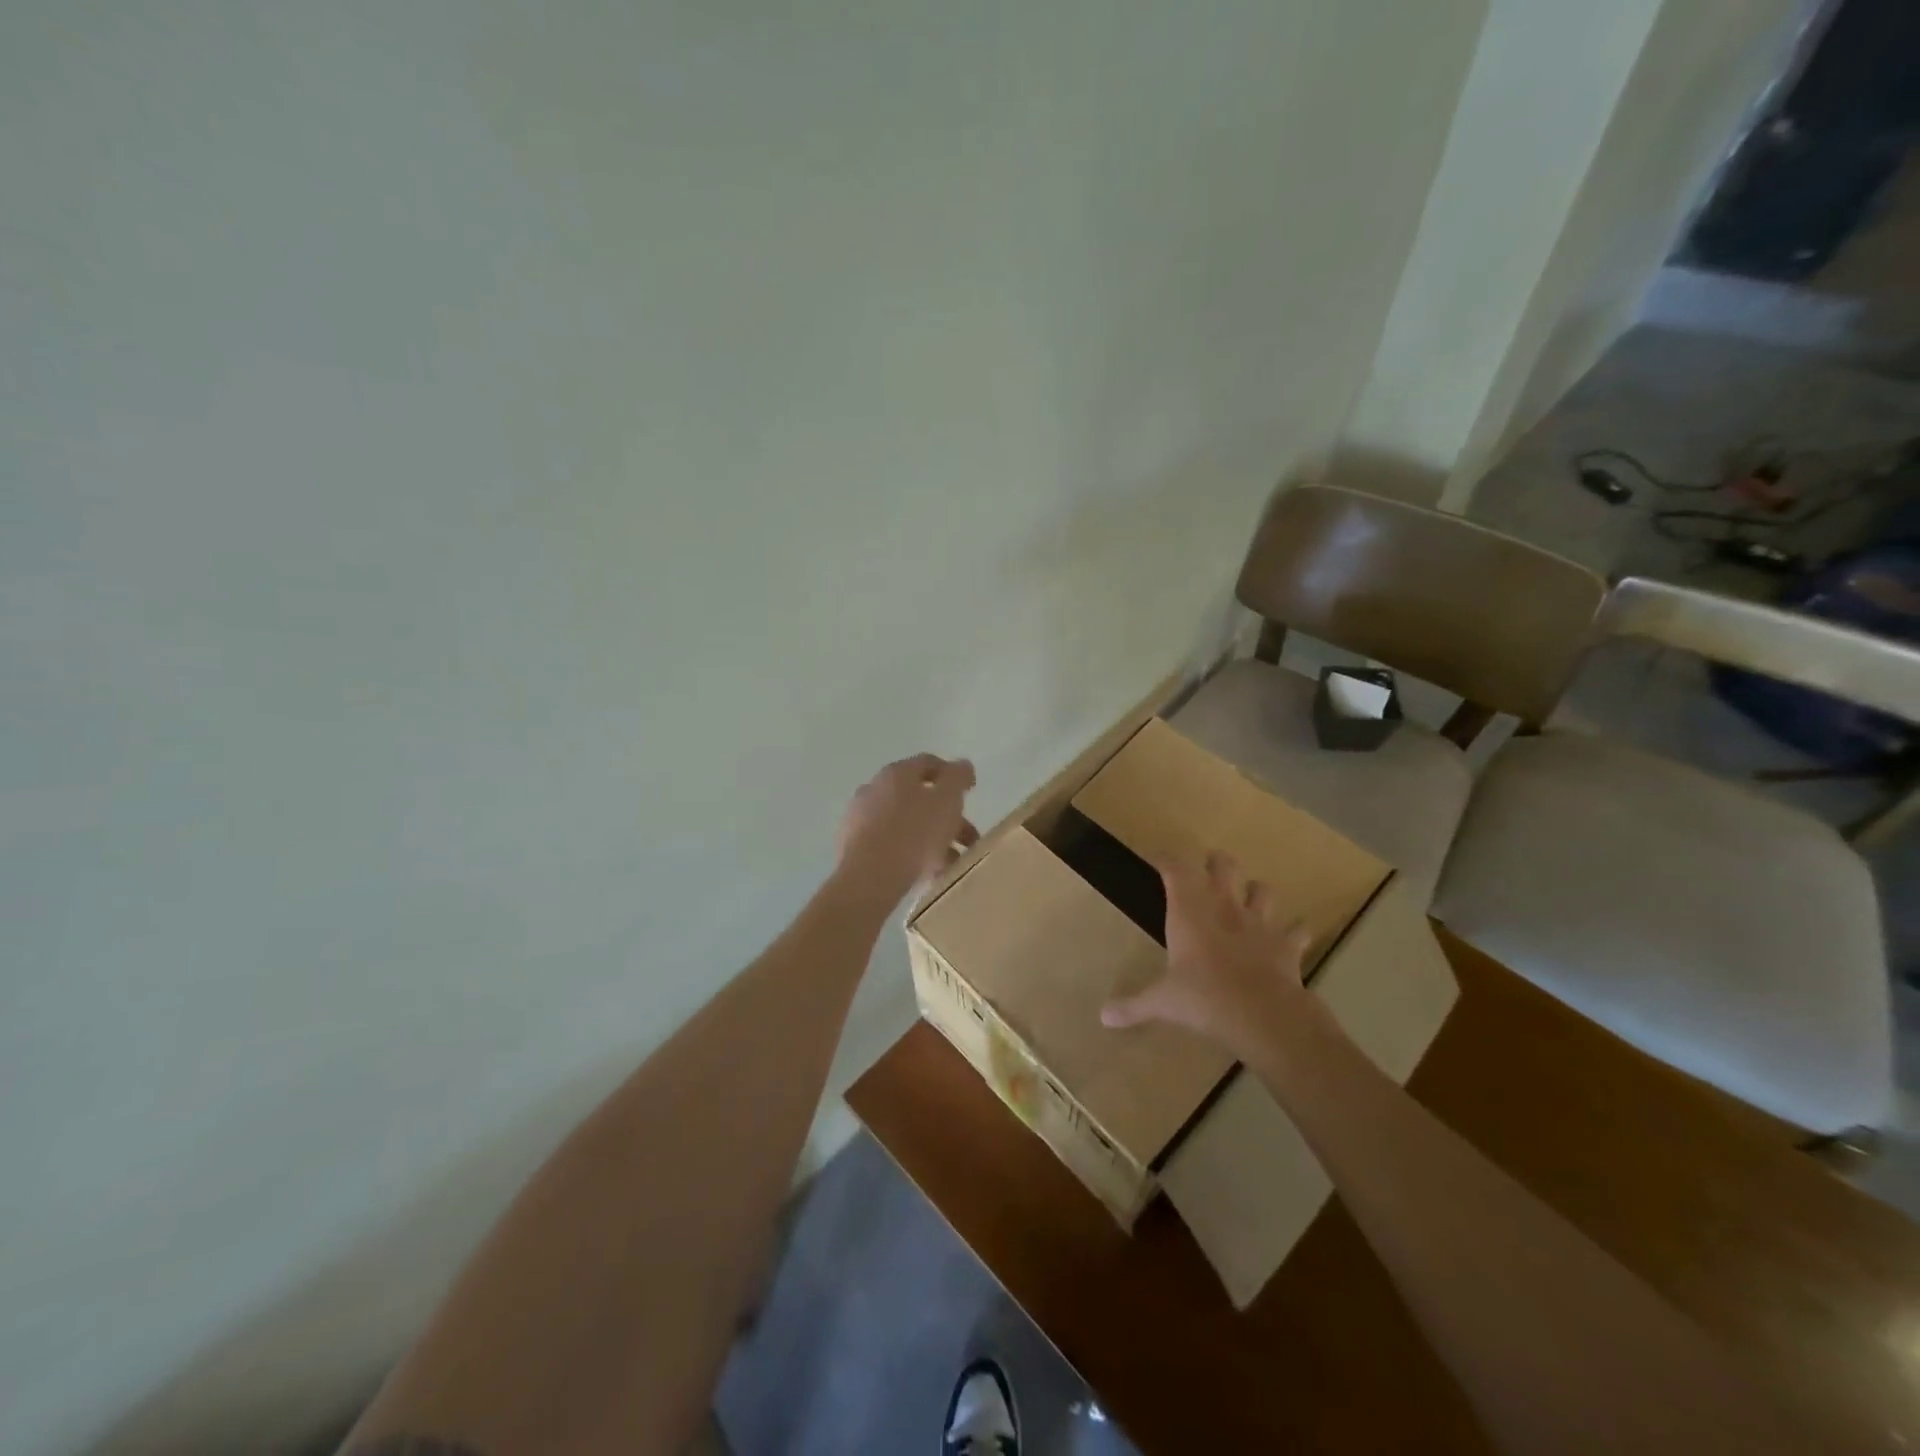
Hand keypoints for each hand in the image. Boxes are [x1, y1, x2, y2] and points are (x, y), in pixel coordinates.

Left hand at [834, 754, 978, 909]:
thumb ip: (958, 778)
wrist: (869, 877)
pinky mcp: (852, 847)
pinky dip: (909, 852)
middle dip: (946, 815)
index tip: (970, 791)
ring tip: (950, 861)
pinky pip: (889, 844)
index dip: (952, 775)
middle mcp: (874, 789)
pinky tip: (925, 872)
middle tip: (966, 836)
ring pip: (904, 823)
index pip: (928, 764)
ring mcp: (859, 818)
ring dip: (930, 837)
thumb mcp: (947, 801)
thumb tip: (962, 765)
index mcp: (897, 773)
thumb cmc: (914, 833)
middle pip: (917, 796)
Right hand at [1101, 852, 1311, 1056]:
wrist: (1263, 1016)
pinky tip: (1292, 935)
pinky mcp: (1288, 944)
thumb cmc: (1203, 998)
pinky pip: (1298, 930)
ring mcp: (1260, 923)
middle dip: (1215, 863)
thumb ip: (1133, 1005)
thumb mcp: (1162, 1002)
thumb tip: (1104, 1017)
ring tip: (1249, 898)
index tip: (1159, 859)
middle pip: (1223, 866)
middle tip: (1207, 869)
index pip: (1176, 869)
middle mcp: (1225, 907)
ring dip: (1256, 891)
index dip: (1167, 860)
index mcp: (1189, 912)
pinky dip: (1295, 931)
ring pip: (1263, 890)